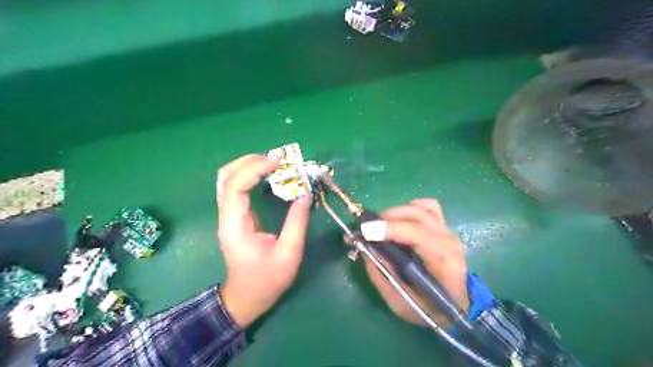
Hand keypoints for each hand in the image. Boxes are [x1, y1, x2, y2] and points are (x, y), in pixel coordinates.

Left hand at [216, 153, 313, 327]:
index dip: (255, 168)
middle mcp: (226, 216)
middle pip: (226, 176)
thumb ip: (297, 221)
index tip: (278, 161)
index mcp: (235, 225)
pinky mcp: (235, 216)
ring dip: (249, 166)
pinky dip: (250, 175)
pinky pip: (237, 188)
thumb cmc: (267, 280)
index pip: (236, 186)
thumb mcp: (289, 253)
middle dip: (249, 161)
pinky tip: (268, 175)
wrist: (247, 298)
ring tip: (273, 163)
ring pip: (228, 180)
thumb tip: (305, 194)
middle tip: (276, 159)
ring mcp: (229, 215)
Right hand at [359, 199, 466, 327]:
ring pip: (420, 207)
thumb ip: (381, 274)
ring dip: (396, 212)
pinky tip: (399, 220)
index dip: (390, 228)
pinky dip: (409, 208)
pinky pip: (427, 206)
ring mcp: (448, 231)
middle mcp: (448, 240)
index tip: (366, 230)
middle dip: (386, 218)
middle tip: (365, 229)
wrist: (457, 306)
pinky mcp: (444, 226)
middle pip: (416, 216)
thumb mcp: (400, 302)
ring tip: (380, 225)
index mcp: (443, 262)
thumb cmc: (429, 308)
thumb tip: (365, 246)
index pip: (417, 234)